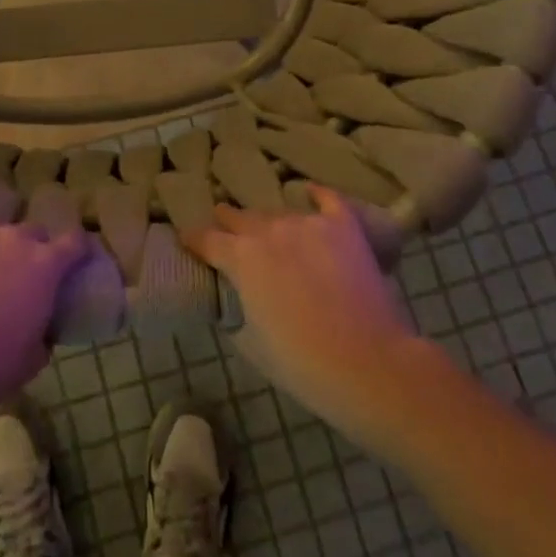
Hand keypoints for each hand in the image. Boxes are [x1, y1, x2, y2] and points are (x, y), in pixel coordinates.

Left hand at [0, 221, 86, 420]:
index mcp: (45, 265)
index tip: (76, 256)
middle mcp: (14, 238)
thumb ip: (43, 332)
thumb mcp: (33, 358)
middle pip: (31, 232)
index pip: (74, 242)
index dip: (77, 248)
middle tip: (19, 275)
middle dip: (30, 249)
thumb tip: (40, 330)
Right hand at [183, 185, 414, 436]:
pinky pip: (326, 199)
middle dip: (228, 222)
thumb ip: (237, 309)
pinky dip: (316, 196)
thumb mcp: (251, 342)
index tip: (188, 240)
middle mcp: (268, 230)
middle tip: (226, 228)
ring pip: (278, 212)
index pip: (205, 239)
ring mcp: (307, 223)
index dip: (193, 240)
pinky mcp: (342, 226)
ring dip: (268, 221)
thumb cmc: (302, 363)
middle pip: (238, 216)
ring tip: (269, 227)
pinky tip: (310, 193)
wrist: (368, 363)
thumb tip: (235, 297)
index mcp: (239, 258)